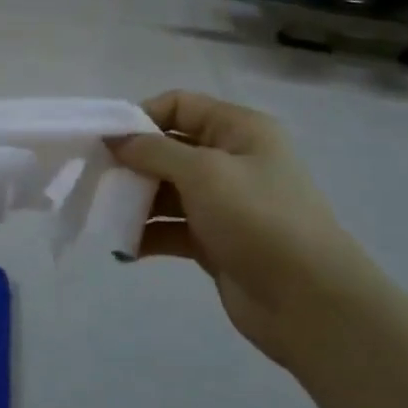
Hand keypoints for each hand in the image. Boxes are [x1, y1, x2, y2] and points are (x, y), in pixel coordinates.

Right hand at [111, 91, 391, 367]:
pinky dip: (147, 235)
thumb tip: (114, 139)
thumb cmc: (258, 219)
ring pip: (167, 191)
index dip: (141, 117)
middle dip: (132, 163)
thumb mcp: (204, 172)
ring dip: (135, 201)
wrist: (309, 302)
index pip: (180, 105)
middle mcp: (232, 160)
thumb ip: (154, 151)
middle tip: (97, 179)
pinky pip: (172, 229)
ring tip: (105, 215)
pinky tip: (124, 248)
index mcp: (239, 130)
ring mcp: (224, 204)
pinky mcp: (215, 242)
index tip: (106, 140)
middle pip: (169, 149)